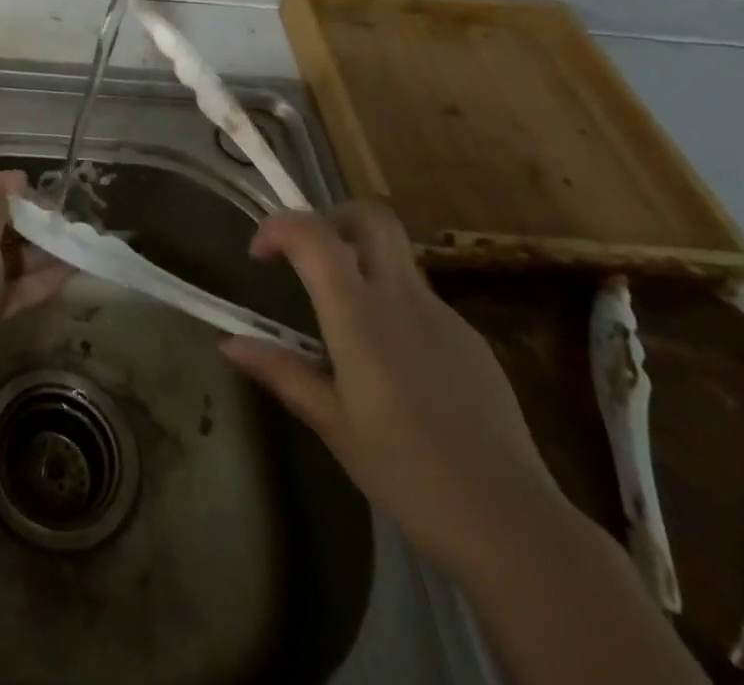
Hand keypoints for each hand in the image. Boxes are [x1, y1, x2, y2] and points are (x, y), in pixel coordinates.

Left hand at [0, 170, 71, 399]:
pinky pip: (7, 285)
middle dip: (26, 220)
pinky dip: (34, 279)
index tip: (35, 183)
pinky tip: (69, 272)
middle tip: (62, 217)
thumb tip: (8, 185)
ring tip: (74, 243)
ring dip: (36, 251)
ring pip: (2, 256)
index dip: (2, 185)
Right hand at [220, 201, 566, 578]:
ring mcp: (443, 316)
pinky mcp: (471, 341)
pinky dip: (392, 306)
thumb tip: (229, 343)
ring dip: (360, 264)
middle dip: (330, 218)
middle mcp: (402, 299)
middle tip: (307, 256)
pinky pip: (420, 301)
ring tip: (343, 323)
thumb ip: (282, 372)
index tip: (260, 255)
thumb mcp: (332, 424)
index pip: (314, 235)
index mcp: (360, 315)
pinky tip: (391, 365)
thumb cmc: (408, 472)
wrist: (514, 525)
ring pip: (396, 258)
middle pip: (370, 218)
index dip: (278, 226)